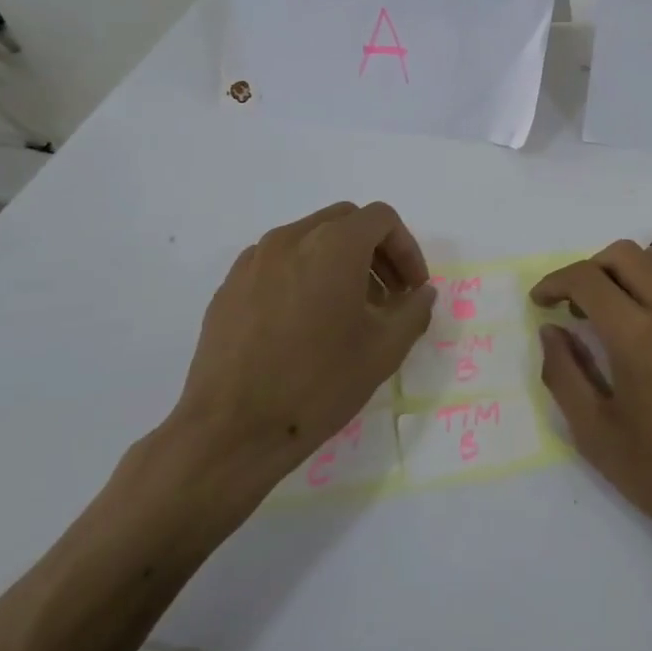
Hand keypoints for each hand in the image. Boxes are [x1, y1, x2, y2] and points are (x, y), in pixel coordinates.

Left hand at [155, 202, 434, 520]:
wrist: (230, 430)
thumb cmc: (318, 384)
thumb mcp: (384, 349)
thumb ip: (414, 310)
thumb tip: (421, 293)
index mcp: (333, 245)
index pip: (382, 219)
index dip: (407, 249)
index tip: (412, 289)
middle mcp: (291, 238)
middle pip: (346, 221)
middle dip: (375, 251)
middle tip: (388, 296)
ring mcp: (254, 260)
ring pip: (310, 239)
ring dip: (339, 261)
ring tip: (347, 311)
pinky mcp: (230, 286)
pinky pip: (278, 263)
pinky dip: (303, 275)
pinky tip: (305, 323)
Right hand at [532, 240, 651, 558]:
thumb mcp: (595, 434)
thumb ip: (564, 374)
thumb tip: (550, 331)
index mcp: (637, 337)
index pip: (587, 279)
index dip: (555, 282)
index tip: (540, 301)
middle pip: (623, 254)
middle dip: (588, 269)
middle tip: (574, 306)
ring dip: (627, 269)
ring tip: (613, 306)